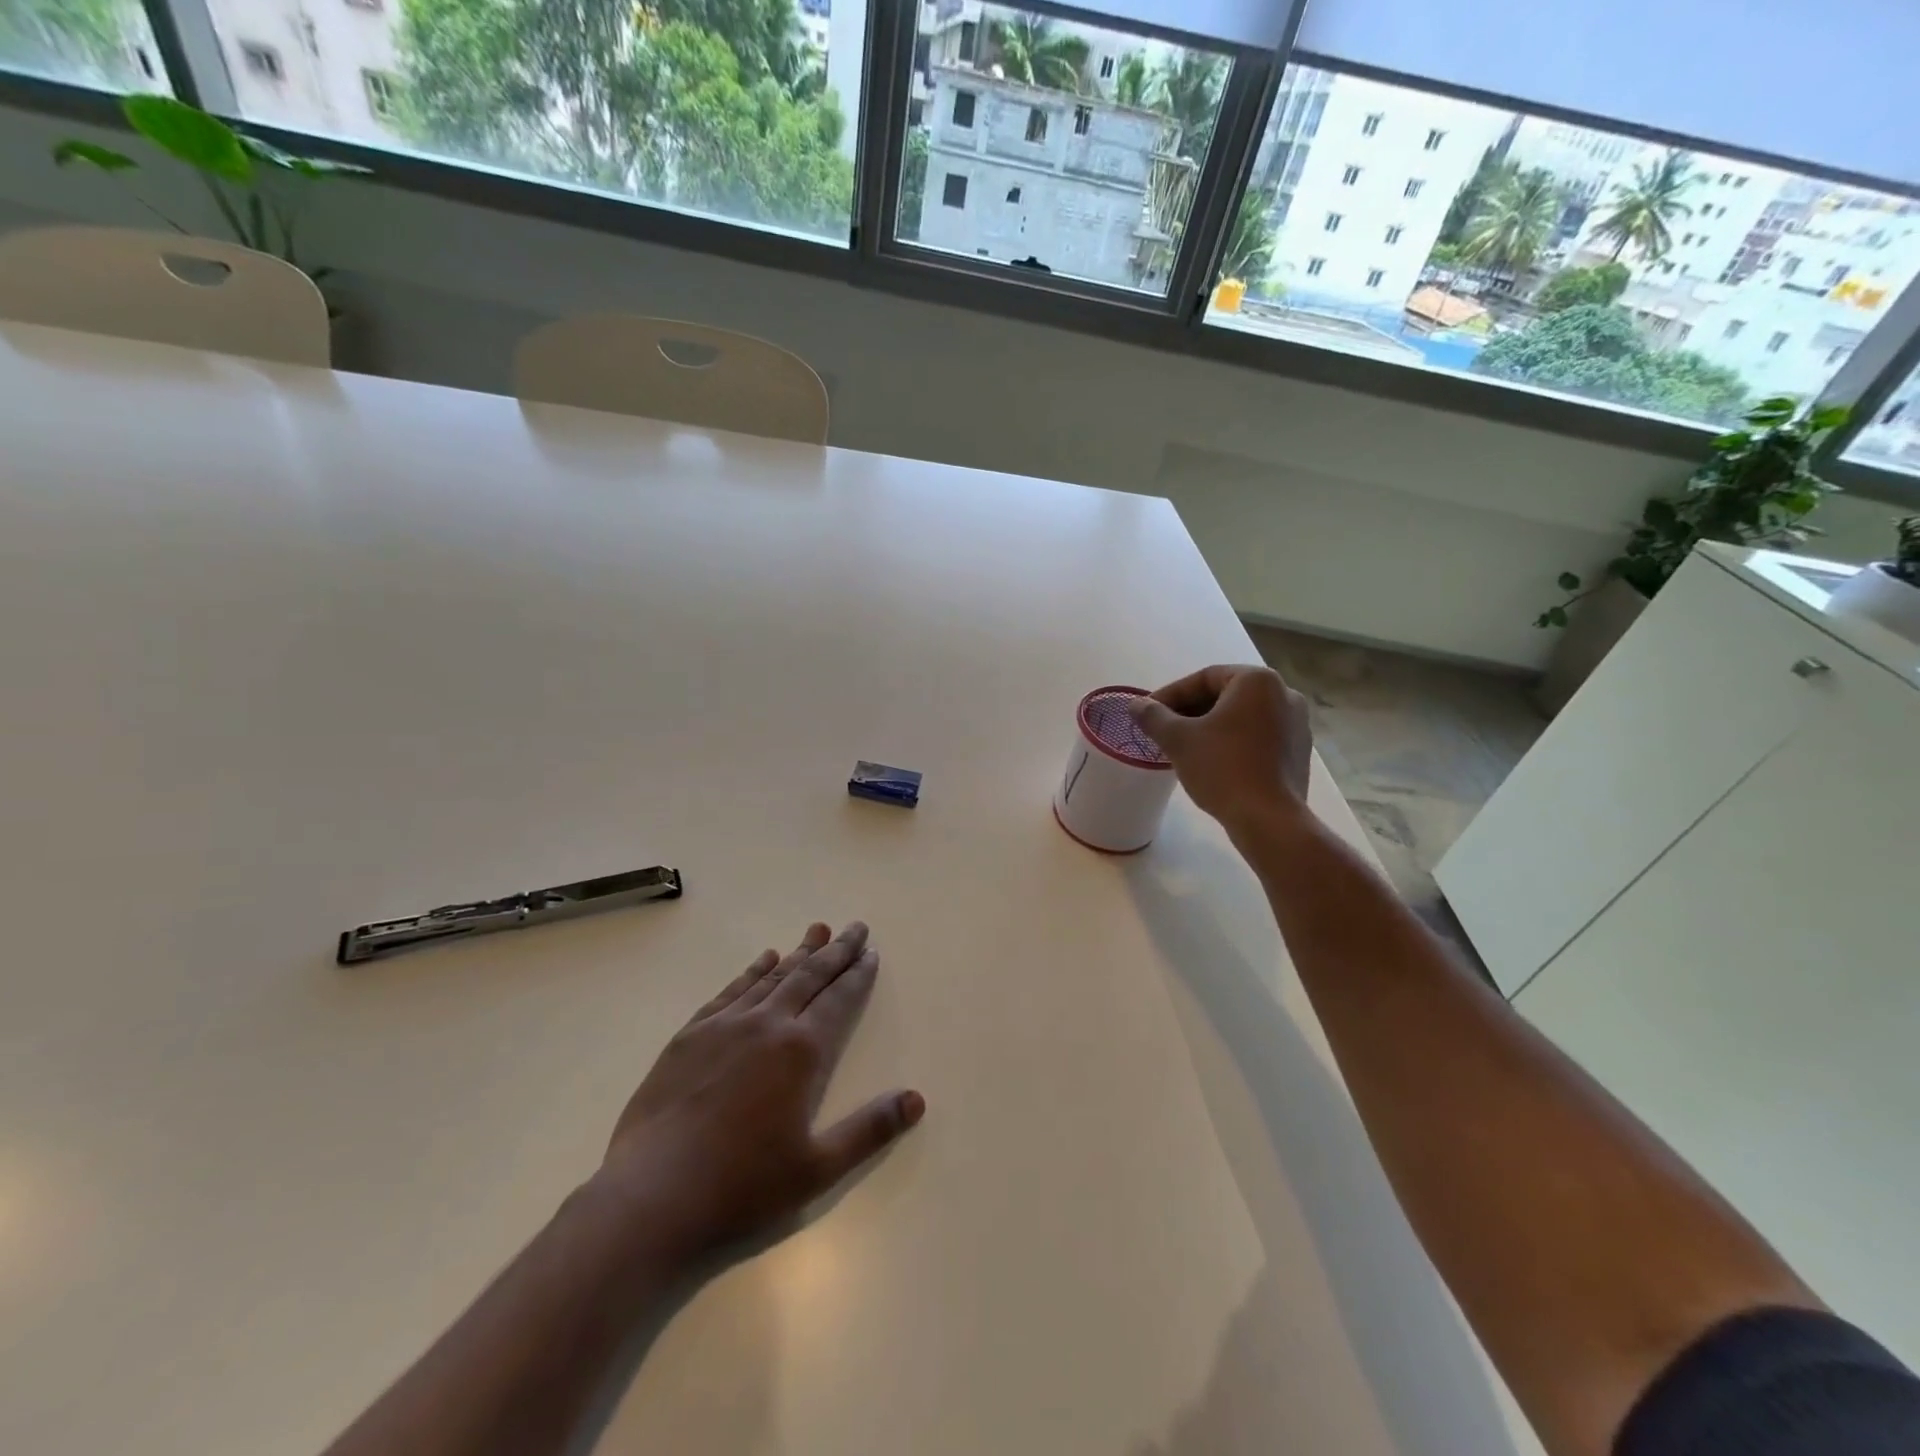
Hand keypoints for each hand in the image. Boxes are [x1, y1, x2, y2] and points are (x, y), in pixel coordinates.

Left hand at [593, 922, 923, 1262]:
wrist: (651, 1197)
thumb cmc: (742, 1187)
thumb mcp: (818, 1169)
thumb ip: (869, 1130)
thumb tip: (916, 1099)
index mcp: (801, 1052)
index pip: (839, 1000)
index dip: (858, 975)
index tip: (871, 952)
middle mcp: (767, 1025)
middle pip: (810, 976)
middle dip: (836, 951)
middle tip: (856, 927)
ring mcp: (725, 1026)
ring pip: (772, 977)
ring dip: (799, 952)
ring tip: (818, 930)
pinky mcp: (690, 1036)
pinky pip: (731, 990)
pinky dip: (753, 971)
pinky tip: (764, 959)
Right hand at [1128, 664, 1312, 830]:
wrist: (1268, 819)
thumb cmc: (1222, 768)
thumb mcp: (1178, 739)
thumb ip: (1153, 716)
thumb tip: (1136, 705)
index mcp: (1257, 681)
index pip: (1204, 678)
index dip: (1170, 695)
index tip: (1148, 713)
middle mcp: (1284, 693)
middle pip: (1225, 695)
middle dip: (1190, 711)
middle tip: (1162, 730)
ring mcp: (1296, 724)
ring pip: (1241, 717)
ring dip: (1209, 727)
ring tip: (1182, 747)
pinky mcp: (1298, 751)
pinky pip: (1257, 736)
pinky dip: (1232, 742)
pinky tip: (1211, 762)